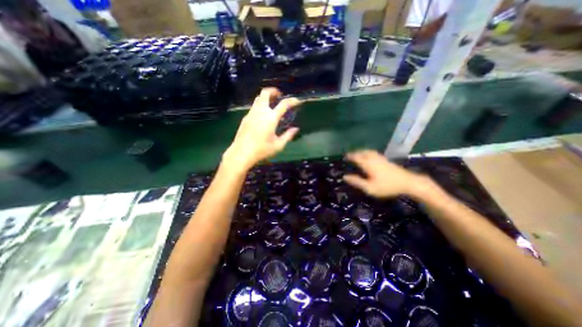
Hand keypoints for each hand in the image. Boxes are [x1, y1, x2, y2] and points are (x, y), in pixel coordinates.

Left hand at [223, 88, 299, 172]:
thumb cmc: (262, 150)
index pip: (283, 104)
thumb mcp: (278, 145)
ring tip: (272, 103)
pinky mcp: (245, 117)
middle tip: (279, 95)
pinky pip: (254, 106)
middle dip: (273, 91)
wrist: (242, 153)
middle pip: (265, 93)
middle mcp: (261, 111)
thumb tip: (295, 129)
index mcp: (271, 118)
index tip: (297, 101)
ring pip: (258, 98)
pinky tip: (263, 114)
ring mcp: (251, 113)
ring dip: (266, 97)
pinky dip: (260, 105)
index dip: (292, 101)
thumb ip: (288, 136)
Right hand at [343, 149, 426, 197]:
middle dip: (355, 153)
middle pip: (362, 152)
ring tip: (358, 155)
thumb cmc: (387, 186)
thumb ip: (357, 182)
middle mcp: (373, 158)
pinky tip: (369, 157)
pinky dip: (368, 153)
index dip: (350, 156)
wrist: (408, 182)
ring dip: (361, 152)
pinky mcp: (386, 160)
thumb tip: (345, 177)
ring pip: (368, 151)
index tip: (344, 157)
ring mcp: (381, 158)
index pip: (356, 157)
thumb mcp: (370, 187)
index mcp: (368, 164)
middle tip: (350, 156)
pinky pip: (373, 153)